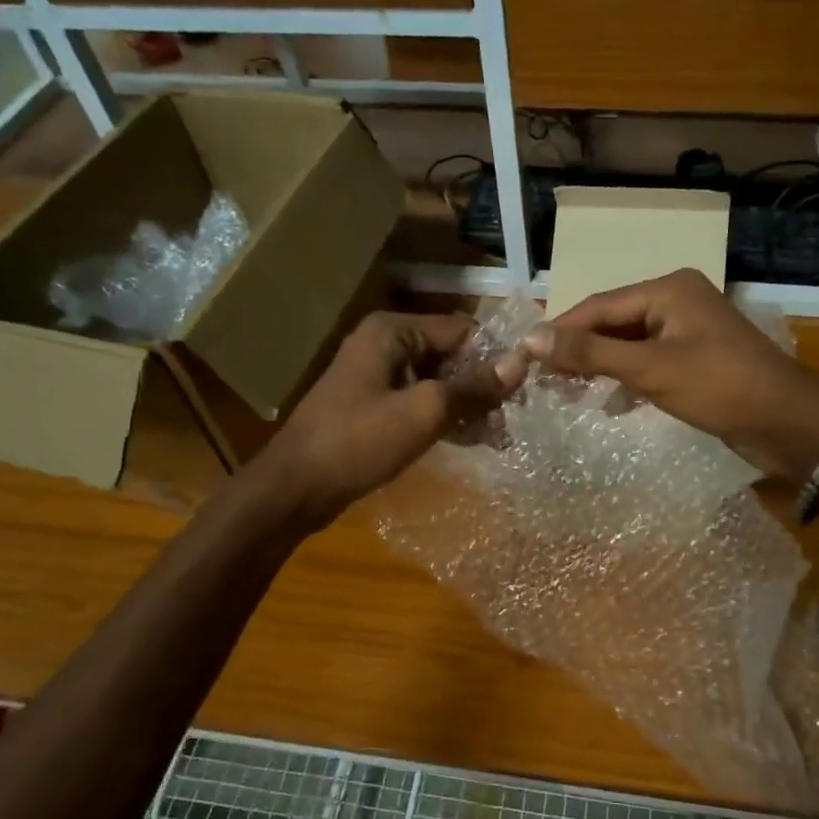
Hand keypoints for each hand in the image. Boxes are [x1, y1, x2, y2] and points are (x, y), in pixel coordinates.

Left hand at [259, 312, 523, 529]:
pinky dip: (445, 417)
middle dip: (482, 386)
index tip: (523, 390)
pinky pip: (420, 401)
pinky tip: (471, 441)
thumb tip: (521, 363)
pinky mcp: (374, 404)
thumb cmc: (358, 442)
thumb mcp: (424, 412)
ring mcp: (378, 375)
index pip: (462, 330)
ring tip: (497, 437)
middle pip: (451, 355)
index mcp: (393, 331)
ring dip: (467, 405)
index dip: (495, 357)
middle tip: (511, 421)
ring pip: (438, 381)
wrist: (295, 488)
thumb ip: (473, 387)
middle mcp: (386, 344)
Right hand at [521, 269, 818, 480]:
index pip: (598, 305)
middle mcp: (676, 300)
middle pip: (612, 321)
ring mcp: (687, 330)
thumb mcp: (650, 369)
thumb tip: (530, 338)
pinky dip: (626, 379)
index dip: (560, 330)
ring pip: (629, 344)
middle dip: (579, 350)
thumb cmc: (720, 387)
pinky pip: (647, 362)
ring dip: (600, 367)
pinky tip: (609, 403)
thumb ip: (591, 353)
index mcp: (668, 289)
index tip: (523, 355)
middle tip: (542, 378)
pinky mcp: (694, 359)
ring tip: (566, 392)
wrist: (788, 423)